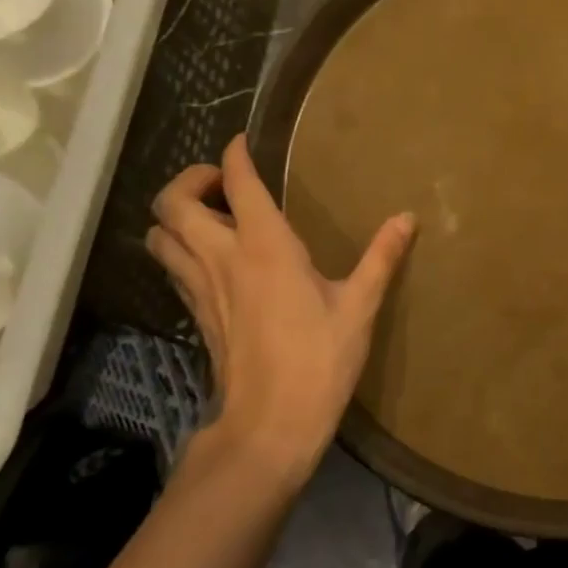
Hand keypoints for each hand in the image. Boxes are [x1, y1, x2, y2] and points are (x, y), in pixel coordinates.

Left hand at [147, 136, 415, 479]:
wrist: (269, 426)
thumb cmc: (319, 361)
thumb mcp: (359, 307)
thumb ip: (382, 257)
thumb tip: (407, 218)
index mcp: (264, 246)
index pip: (237, 181)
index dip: (234, 153)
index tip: (244, 141)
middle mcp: (221, 257)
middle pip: (172, 203)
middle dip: (189, 179)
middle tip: (222, 183)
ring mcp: (201, 288)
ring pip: (159, 236)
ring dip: (176, 216)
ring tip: (212, 217)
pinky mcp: (195, 315)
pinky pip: (173, 267)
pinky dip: (181, 249)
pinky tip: (214, 260)